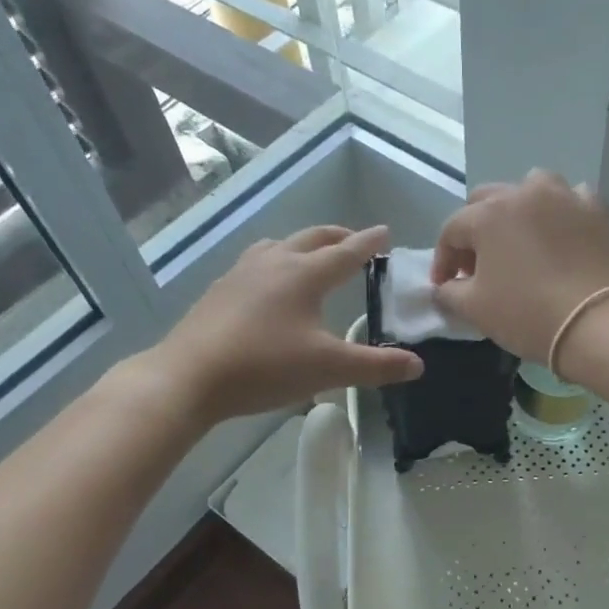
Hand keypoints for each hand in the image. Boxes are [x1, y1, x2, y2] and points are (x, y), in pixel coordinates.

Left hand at [132, 225, 421, 425]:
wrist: (190, 376)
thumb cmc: (265, 367)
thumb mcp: (329, 369)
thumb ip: (377, 366)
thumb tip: (418, 365)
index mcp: (305, 274)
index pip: (346, 252)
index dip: (369, 243)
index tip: (385, 231)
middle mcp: (274, 263)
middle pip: (311, 239)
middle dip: (337, 237)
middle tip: (354, 240)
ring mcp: (241, 273)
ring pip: (279, 246)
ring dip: (302, 245)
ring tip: (312, 256)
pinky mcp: (219, 290)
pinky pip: (256, 263)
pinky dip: (275, 262)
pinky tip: (268, 285)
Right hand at [432, 171, 608, 363]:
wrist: (598, 323)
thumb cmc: (527, 314)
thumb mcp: (475, 309)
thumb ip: (449, 294)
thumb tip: (443, 288)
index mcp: (489, 214)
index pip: (452, 230)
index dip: (443, 260)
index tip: (444, 286)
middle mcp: (524, 193)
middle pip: (487, 201)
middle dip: (476, 230)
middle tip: (478, 265)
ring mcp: (565, 197)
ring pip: (531, 188)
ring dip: (517, 209)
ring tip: (520, 241)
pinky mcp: (597, 211)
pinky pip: (571, 199)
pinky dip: (560, 212)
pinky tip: (560, 234)